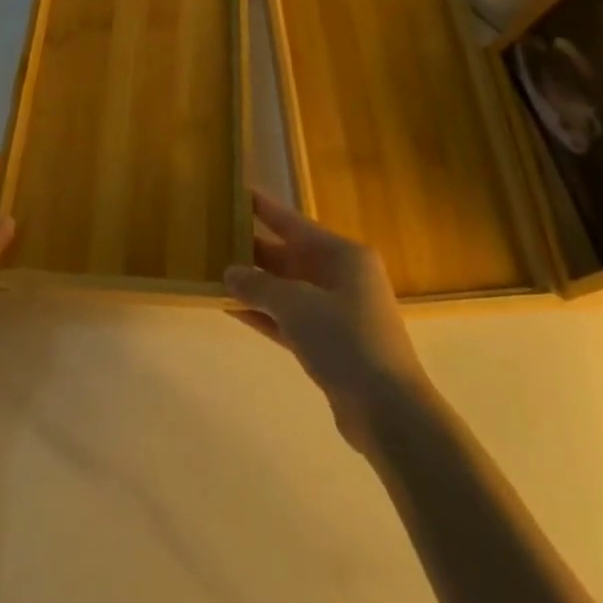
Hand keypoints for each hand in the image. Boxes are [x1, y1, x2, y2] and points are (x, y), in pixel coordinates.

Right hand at [225, 192, 431, 451]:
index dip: (265, 209)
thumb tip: (230, 273)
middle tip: (215, 238)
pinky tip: (232, 309)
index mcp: (343, 255)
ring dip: (255, 285)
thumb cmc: (345, 340)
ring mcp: (336, 312)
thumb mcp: (297, 305)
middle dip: (253, 250)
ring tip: (215, 273)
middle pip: (290, 256)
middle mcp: (342, 277)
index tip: (238, 192)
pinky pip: (289, 319)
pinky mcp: (329, 345)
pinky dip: (264, 314)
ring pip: (287, 290)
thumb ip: (259, 286)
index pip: (295, 223)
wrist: (387, 410)